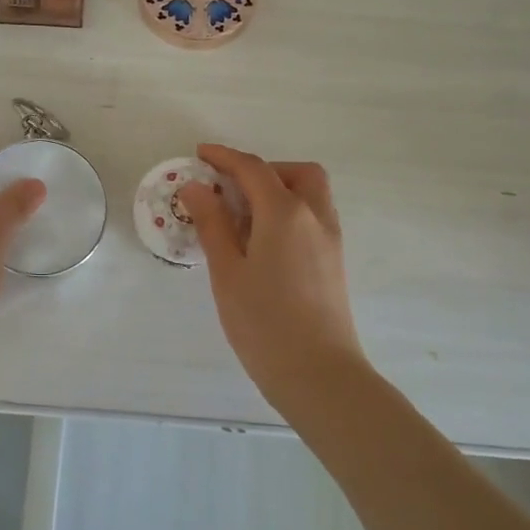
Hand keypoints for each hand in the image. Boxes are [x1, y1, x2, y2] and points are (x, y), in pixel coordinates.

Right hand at [180, 144, 367, 412]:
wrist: (320, 375)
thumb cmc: (264, 323)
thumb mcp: (227, 271)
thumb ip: (212, 224)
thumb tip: (196, 188)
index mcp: (285, 212)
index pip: (253, 168)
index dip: (224, 157)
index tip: (200, 154)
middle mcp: (314, 216)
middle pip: (295, 172)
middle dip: (262, 169)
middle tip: (230, 189)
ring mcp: (330, 239)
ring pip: (309, 193)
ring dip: (279, 189)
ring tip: (243, 218)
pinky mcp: (334, 261)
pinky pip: (313, 217)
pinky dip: (289, 211)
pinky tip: (263, 242)